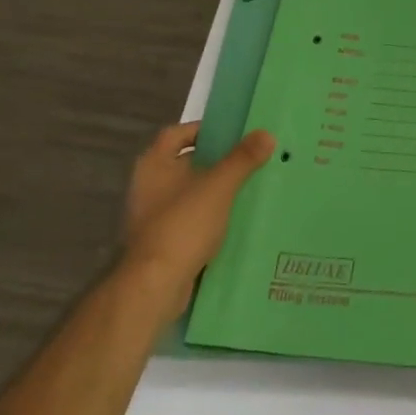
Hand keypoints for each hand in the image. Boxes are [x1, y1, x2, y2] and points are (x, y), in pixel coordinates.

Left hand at [123, 121, 274, 313]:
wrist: (155, 285)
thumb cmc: (183, 224)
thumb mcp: (219, 186)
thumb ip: (243, 159)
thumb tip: (266, 134)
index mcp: (154, 165)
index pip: (177, 133)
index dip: (203, 129)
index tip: (232, 133)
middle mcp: (149, 186)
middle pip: (186, 162)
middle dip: (216, 160)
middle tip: (249, 156)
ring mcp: (153, 215)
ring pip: (191, 192)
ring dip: (215, 189)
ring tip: (249, 185)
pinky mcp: (163, 241)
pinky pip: (191, 218)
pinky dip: (211, 215)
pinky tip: (236, 218)